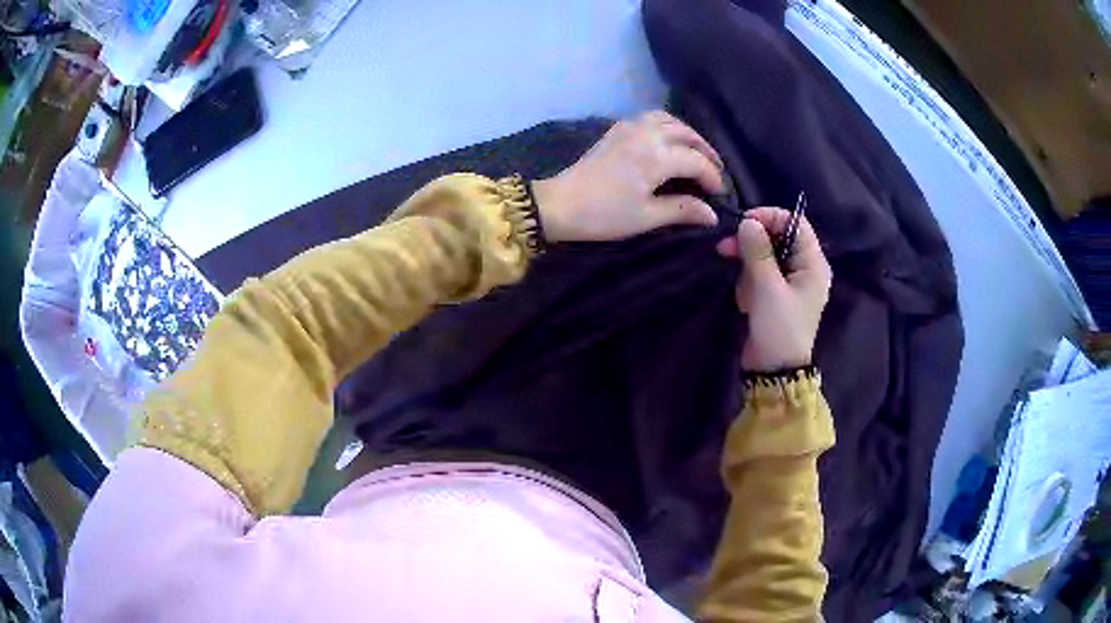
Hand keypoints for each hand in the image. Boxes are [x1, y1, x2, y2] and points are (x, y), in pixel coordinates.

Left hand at [532, 111, 723, 242]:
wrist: (560, 204)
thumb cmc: (604, 214)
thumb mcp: (647, 217)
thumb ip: (682, 210)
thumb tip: (712, 214)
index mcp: (657, 156)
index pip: (697, 161)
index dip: (713, 177)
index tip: (720, 194)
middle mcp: (648, 134)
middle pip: (688, 135)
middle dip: (706, 152)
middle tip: (716, 172)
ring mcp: (630, 128)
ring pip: (670, 121)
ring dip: (688, 135)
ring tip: (696, 153)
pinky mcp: (617, 130)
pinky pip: (650, 118)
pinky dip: (667, 125)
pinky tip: (668, 141)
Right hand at [717, 207, 831, 371]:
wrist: (774, 371)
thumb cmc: (778, 328)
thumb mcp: (767, 288)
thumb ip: (758, 251)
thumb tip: (748, 222)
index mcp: (813, 264)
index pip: (795, 223)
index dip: (770, 217)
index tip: (744, 223)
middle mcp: (805, 268)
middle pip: (778, 238)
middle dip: (752, 243)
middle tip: (725, 248)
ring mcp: (791, 282)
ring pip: (765, 256)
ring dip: (748, 268)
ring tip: (743, 292)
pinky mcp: (776, 294)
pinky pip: (760, 275)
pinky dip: (749, 283)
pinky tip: (746, 303)